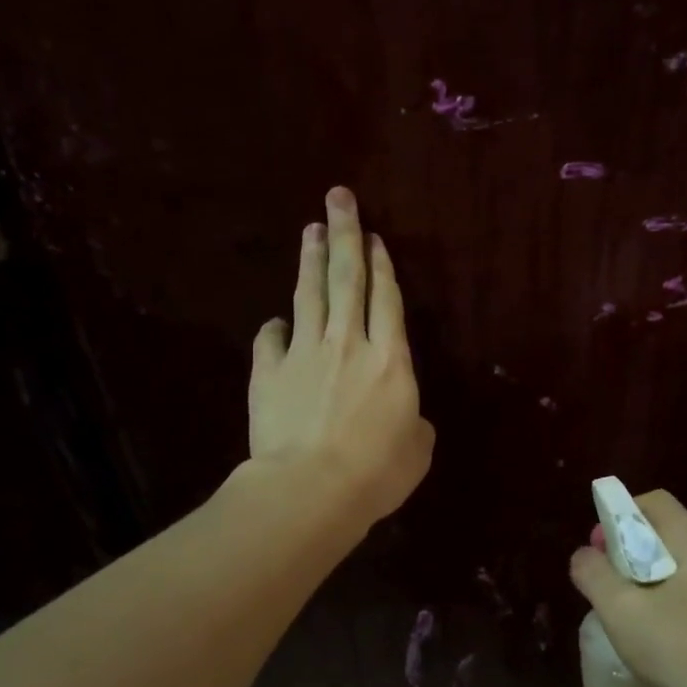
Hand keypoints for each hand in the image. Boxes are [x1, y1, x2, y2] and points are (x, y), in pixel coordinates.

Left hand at [250, 188, 434, 525]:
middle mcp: (348, 344)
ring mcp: (304, 354)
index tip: (375, 237)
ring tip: (310, 229)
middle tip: (338, 198)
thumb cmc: (376, 473)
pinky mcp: (268, 373)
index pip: (386, 299)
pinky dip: (274, 328)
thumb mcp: (417, 450)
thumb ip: (414, 423)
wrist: (309, 489)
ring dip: (310, 260)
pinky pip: (270, 340)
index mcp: (390, 360)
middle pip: (346, 279)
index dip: (382, 265)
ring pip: (308, 296)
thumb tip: (406, 416)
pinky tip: (275, 322)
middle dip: (345, 235)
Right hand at [569, 491, 686, 686]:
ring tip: (626, 608)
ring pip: (678, 560)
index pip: (653, 502)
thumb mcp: (619, 610)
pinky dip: (667, 593)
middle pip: (665, 530)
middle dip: (628, 548)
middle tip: (606, 582)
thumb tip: (584, 556)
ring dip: (646, 574)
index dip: (619, 516)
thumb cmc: (677, 651)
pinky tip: (654, 629)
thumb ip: (593, 573)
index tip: (599, 550)